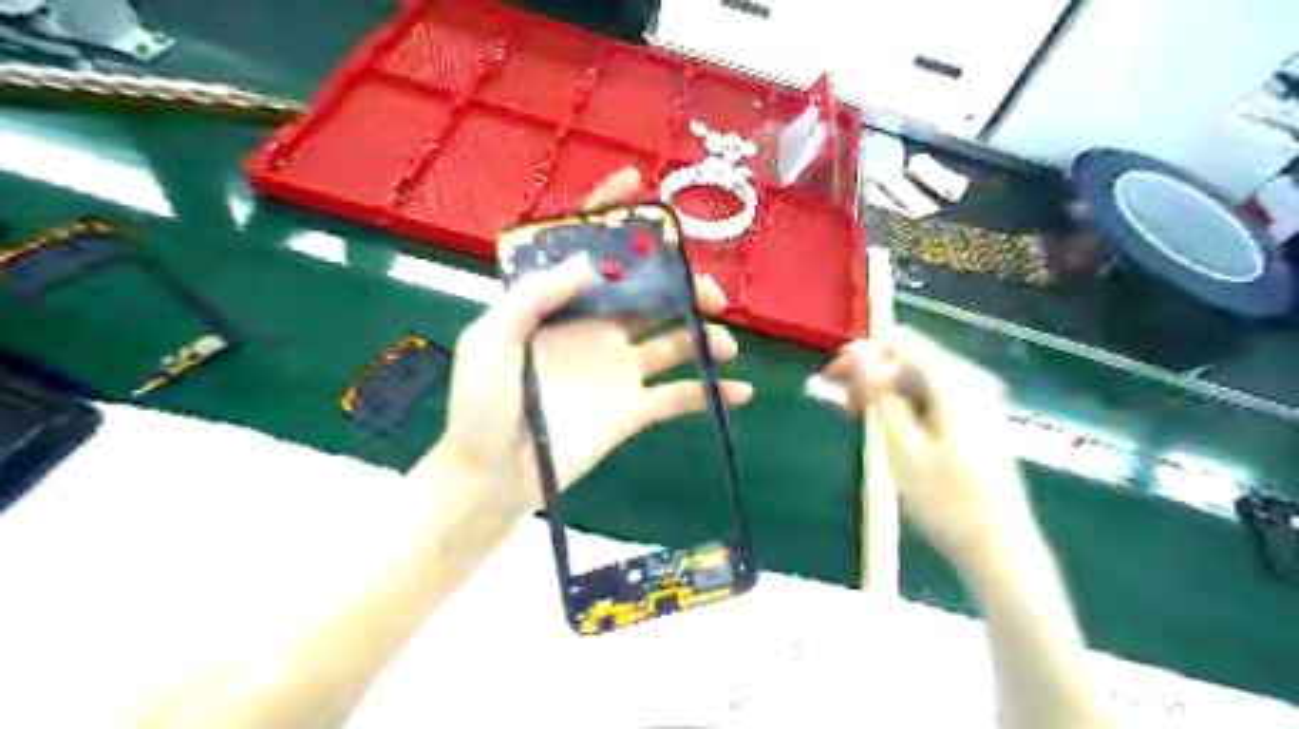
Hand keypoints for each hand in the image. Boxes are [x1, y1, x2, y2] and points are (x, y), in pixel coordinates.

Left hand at [430, 168, 752, 512]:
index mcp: (558, 306)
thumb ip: (534, 297)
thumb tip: (588, 261)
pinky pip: (680, 396)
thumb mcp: (490, 341)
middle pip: (649, 293)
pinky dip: (712, 392)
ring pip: (673, 340)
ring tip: (723, 345)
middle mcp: (595, 329)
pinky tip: (741, 391)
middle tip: (708, 296)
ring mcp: (619, 369)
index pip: (588, 250)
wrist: (493, 479)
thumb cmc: (481, 407)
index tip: (639, 185)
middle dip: (682, 285)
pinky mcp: (634, 409)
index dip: (611, 215)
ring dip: (705, 336)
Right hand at [832, 327, 1035, 576]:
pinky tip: (888, 427)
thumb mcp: (902, 447)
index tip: (831, 381)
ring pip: (917, 375)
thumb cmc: (947, 502)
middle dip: (871, 374)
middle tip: (845, 407)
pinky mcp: (976, 417)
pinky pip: (931, 393)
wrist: (999, 549)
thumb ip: (880, 394)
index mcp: (956, 383)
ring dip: (884, 390)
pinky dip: (904, 403)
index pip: (899, 342)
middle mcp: (971, 380)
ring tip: (861, 420)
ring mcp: (978, 399)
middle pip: (909, 356)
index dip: (860, 354)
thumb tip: (857, 351)